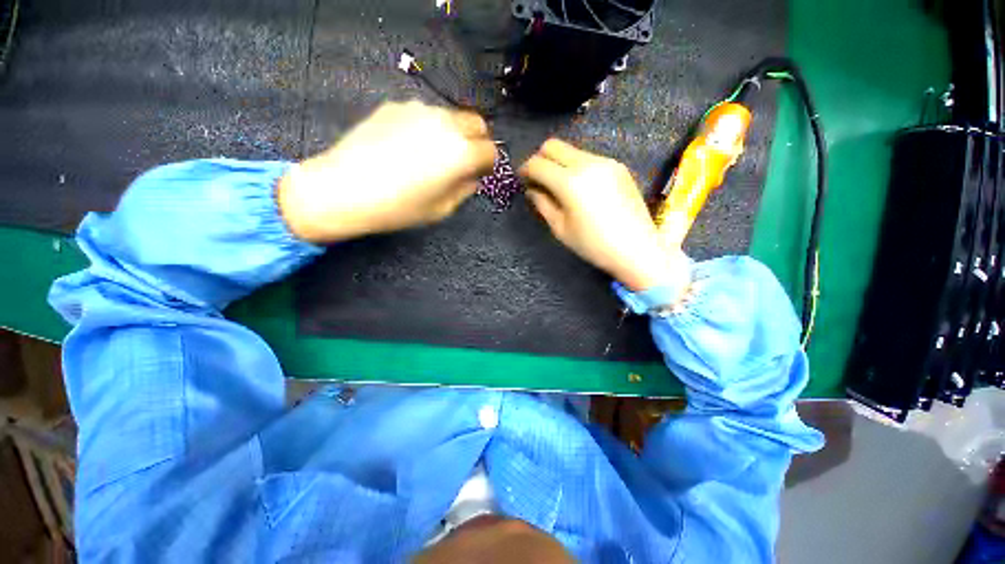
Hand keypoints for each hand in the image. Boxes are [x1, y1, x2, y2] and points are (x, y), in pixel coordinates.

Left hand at [277, 101, 496, 242]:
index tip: (479, 173)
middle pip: (476, 122)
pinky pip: (423, 114)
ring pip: (450, 116)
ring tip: (433, 153)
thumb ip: (465, 189)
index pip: (490, 150)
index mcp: (461, 152)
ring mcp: (419, 110)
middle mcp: (445, 124)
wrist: (344, 189)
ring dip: (452, 132)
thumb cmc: (400, 207)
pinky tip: (407, 145)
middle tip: (463, 159)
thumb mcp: (442, 209)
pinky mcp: (395, 106)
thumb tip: (472, 176)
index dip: (487, 164)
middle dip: (477, 140)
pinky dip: (426, 127)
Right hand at [519, 139, 688, 292]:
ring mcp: (605, 162)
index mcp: (570, 182)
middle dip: (540, 159)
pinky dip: (576, 167)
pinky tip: (580, 188)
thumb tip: (532, 189)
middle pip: (553, 145)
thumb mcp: (560, 228)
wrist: (637, 248)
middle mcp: (587, 163)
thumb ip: (543, 204)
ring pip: (572, 150)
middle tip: (538, 179)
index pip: (538, 164)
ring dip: (559, 162)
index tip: (522, 179)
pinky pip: (589, 158)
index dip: (525, 170)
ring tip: (559, 185)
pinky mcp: (618, 167)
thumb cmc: (593, 244)